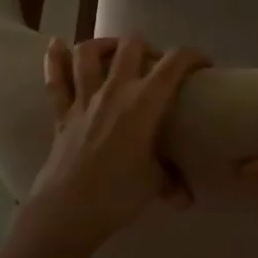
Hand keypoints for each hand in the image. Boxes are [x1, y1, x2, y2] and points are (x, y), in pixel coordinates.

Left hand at [28, 35, 209, 248]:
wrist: (67, 212)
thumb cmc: (117, 195)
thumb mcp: (153, 187)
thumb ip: (172, 183)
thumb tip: (187, 197)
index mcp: (144, 104)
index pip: (174, 64)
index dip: (192, 56)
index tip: (203, 65)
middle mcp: (114, 91)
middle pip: (130, 46)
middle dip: (146, 46)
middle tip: (154, 64)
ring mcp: (84, 100)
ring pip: (88, 53)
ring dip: (102, 45)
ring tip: (113, 51)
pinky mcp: (61, 114)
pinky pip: (55, 80)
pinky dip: (54, 59)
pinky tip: (56, 45)